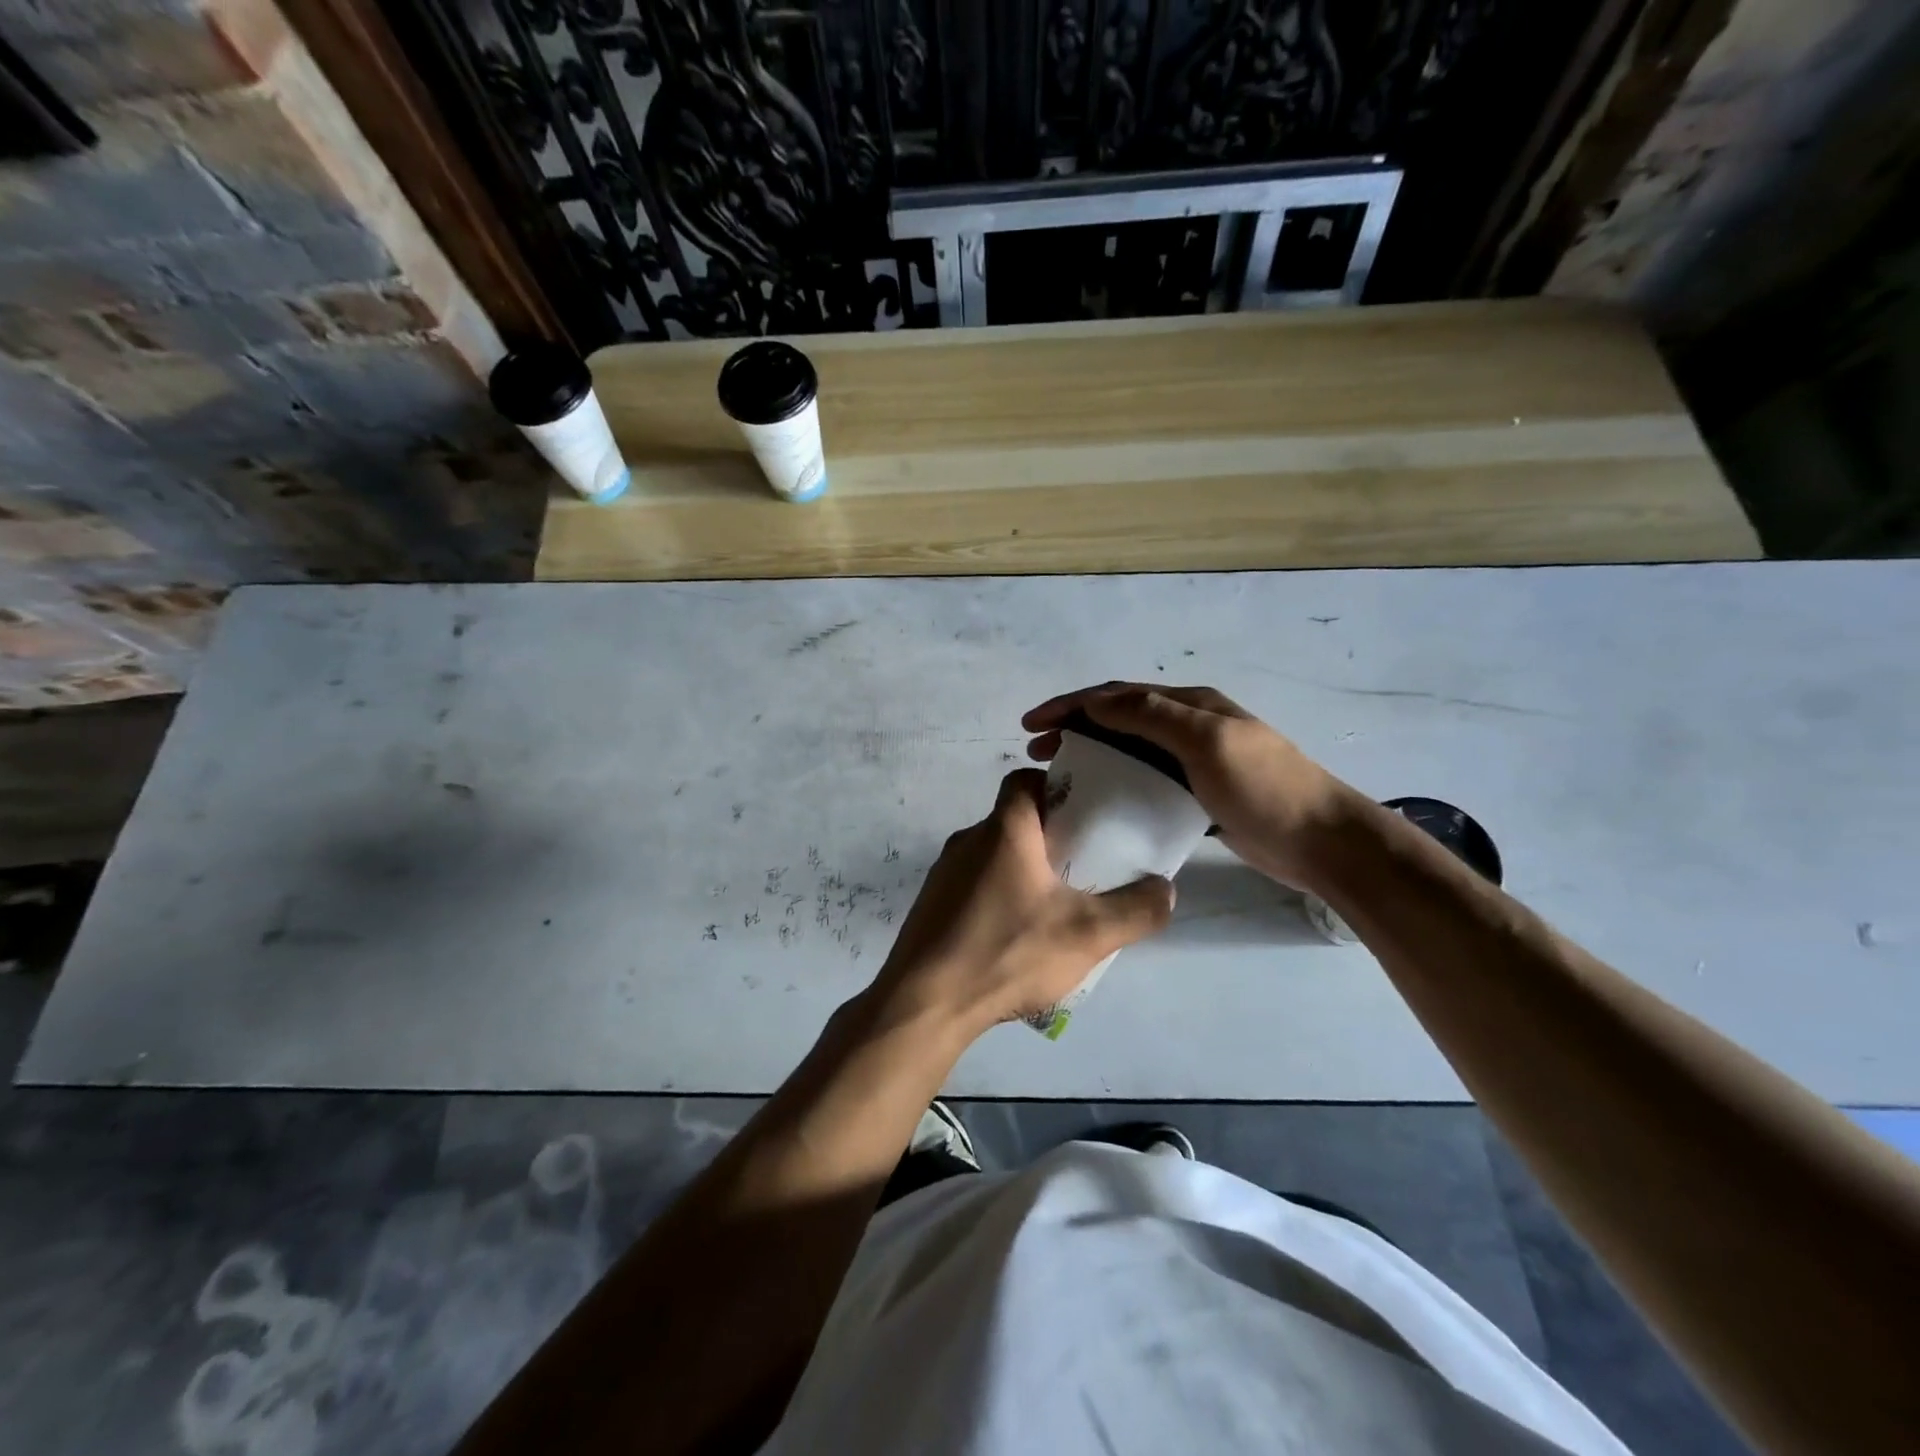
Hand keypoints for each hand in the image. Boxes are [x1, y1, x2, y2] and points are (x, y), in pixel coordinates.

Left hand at [869, 769, 1174, 1036]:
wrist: (925, 1004)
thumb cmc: (1007, 953)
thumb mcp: (1087, 935)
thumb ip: (1135, 910)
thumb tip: (1166, 889)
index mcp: (1003, 830)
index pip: (1024, 780)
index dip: (1055, 786)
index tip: (1084, 812)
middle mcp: (967, 841)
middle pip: (1013, 820)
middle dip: (1049, 836)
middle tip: (1082, 866)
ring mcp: (943, 874)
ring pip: (993, 855)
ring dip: (1023, 869)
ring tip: (1054, 906)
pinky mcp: (931, 905)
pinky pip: (973, 886)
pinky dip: (998, 896)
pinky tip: (1015, 936)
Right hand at [1023, 683, 1363, 892]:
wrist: (1320, 841)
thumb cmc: (1263, 787)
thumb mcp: (1206, 741)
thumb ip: (1152, 716)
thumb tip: (1097, 701)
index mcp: (1190, 705)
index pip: (1117, 695)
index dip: (1071, 704)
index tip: (1031, 724)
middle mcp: (1188, 726)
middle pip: (1119, 718)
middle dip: (1074, 727)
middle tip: (1036, 750)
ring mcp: (1194, 761)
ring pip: (1129, 750)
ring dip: (1091, 753)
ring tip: (1059, 772)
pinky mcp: (1197, 795)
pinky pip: (1145, 780)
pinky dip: (1116, 782)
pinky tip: (1100, 800)